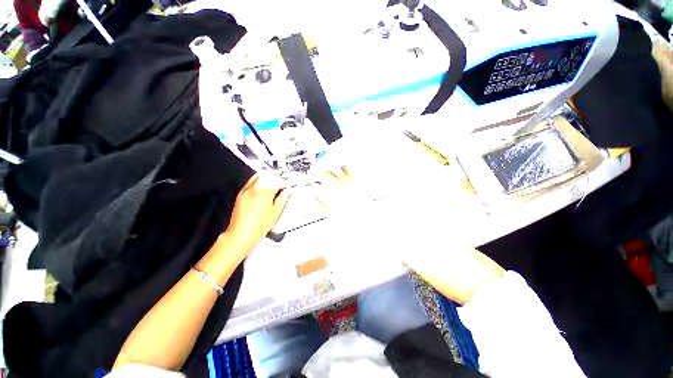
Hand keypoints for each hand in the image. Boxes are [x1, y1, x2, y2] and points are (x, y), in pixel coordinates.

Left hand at [224, 174, 290, 252]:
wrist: (240, 234)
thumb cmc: (258, 226)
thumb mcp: (275, 212)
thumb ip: (282, 199)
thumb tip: (286, 192)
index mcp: (264, 193)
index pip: (276, 181)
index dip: (284, 182)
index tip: (287, 185)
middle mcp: (253, 189)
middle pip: (267, 175)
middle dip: (276, 178)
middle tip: (282, 183)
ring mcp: (245, 191)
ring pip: (258, 176)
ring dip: (267, 178)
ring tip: (273, 185)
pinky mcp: (240, 194)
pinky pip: (251, 182)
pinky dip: (259, 182)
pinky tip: (263, 189)